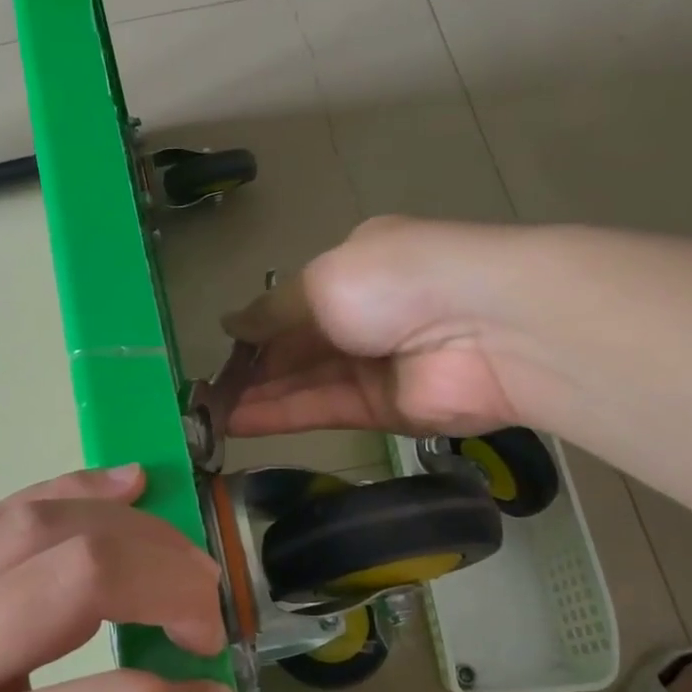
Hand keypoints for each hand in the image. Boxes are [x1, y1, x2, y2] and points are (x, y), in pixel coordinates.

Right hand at [225, 216, 534, 438]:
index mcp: (356, 269)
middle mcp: (365, 316)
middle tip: (206, 391)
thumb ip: (272, 310)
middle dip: (253, 368)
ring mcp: (376, 365)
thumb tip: (228, 324)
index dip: (258, 328)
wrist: (484, 328)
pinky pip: (323, 410)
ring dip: (259, 396)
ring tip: (210, 413)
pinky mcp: (384, 410)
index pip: (296, 302)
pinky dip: (281, 416)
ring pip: (305, 383)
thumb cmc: (395, 281)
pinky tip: (238, 422)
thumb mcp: (322, 281)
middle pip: (298, 347)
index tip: (221, 350)